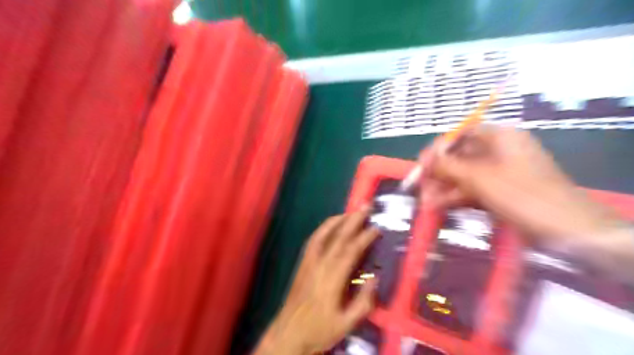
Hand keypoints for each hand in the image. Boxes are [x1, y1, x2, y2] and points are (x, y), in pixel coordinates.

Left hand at [254, 208, 380, 354]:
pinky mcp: (302, 264)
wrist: (288, 334)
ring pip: (323, 235)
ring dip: (337, 221)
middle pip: (338, 237)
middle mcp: (320, 265)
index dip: (364, 237)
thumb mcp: (346, 324)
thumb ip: (363, 302)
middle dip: (353, 220)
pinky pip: (312, 241)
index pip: (351, 251)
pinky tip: (329, 226)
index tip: (376, 227)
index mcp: (332, 279)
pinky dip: (322, 229)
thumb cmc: (319, 330)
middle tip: (365, 206)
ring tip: (349, 212)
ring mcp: (309, 262)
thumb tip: (374, 278)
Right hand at [419, 124, 621, 251]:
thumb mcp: (479, 177)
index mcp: (499, 137)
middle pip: (460, 156)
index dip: (437, 149)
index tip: (421, 165)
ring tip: (426, 202)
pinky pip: (474, 188)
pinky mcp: (502, 190)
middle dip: (438, 172)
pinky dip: (457, 196)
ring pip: (465, 174)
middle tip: (421, 188)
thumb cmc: (521, 194)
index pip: (460, 135)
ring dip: (444, 187)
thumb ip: (448, 166)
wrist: (568, 229)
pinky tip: (439, 206)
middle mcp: (499, 150)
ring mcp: (501, 171)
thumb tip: (425, 159)